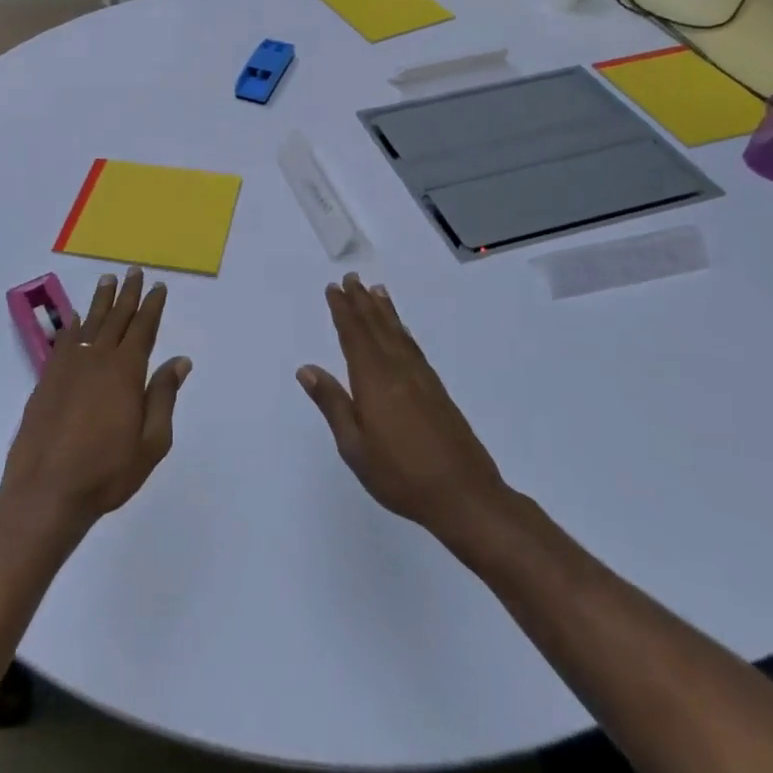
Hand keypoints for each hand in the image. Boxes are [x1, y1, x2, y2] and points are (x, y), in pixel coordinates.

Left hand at [1, 267, 190, 533]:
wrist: (46, 491)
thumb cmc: (107, 472)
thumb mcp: (151, 442)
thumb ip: (163, 397)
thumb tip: (179, 361)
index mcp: (125, 372)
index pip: (143, 329)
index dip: (151, 306)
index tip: (158, 286)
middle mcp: (97, 360)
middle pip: (116, 319)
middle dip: (128, 294)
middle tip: (133, 271)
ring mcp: (68, 368)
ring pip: (89, 324)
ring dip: (101, 301)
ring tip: (108, 280)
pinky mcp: (46, 380)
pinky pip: (63, 343)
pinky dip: (72, 327)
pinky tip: (76, 319)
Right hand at [298, 274, 508, 542]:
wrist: (464, 495)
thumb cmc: (400, 474)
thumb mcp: (354, 446)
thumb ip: (333, 404)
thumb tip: (307, 368)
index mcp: (374, 380)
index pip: (354, 336)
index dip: (343, 311)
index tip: (334, 288)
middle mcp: (398, 370)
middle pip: (377, 327)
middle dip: (362, 302)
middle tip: (352, 278)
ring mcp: (421, 379)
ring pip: (398, 334)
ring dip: (384, 311)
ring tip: (376, 291)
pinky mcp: (437, 391)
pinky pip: (413, 347)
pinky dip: (403, 331)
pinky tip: (401, 331)